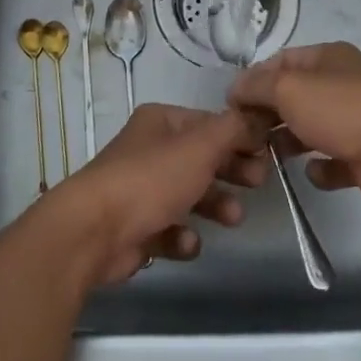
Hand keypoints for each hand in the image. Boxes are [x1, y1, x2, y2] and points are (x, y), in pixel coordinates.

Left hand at [47, 104, 268, 284]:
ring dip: (215, 205)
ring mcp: (140, 190)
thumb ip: (234, 130)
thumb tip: (260, 116)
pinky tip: (186, 243)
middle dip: (231, 171)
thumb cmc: (150, 180)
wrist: (93, 232)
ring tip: (233, 218)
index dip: (240, 137)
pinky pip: (169, 230)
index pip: (210, 123)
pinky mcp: (135, 228)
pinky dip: (182, 237)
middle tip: (258, 183)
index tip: (268, 154)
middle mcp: (149, 150)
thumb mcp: (200, 146)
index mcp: (161, 122)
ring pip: (189, 195)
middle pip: (201, 158)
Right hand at [226, 42, 360, 211]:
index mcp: (329, 57)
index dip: (255, 78)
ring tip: (267, 157)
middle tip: (245, 134)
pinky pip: (336, 160)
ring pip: (314, 127)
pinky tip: (312, 173)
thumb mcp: (287, 88)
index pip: (283, 60)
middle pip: (297, 95)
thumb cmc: (339, 110)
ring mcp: (359, 119)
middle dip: (270, 113)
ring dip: (290, 141)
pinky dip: (322, 168)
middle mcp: (345, 83)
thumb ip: (256, 86)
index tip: (233, 103)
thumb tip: (235, 90)